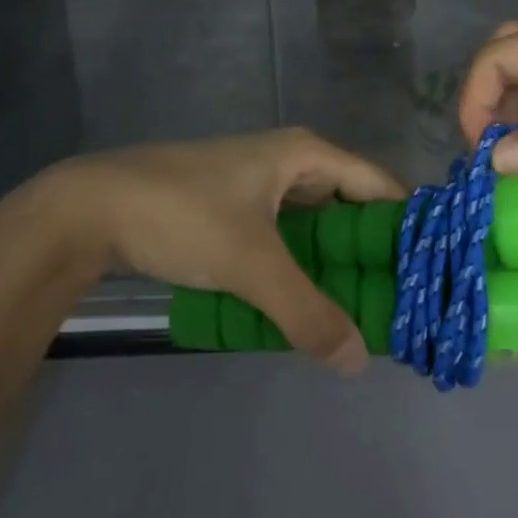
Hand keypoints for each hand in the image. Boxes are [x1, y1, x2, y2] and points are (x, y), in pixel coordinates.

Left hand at [43, 129, 404, 372]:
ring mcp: (259, 184)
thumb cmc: (182, 217)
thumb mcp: (251, 265)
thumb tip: (358, 362)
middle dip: (373, 252)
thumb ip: (306, 312)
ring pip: (315, 225)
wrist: (86, 209)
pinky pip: (285, 236)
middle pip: (350, 206)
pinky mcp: (233, 207)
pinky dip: (300, 265)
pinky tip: (307, 301)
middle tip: (400, 302)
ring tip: (363, 310)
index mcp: (306, 155)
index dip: (407, 227)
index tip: (431, 273)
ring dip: (335, 263)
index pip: (380, 187)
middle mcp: (290, 162)